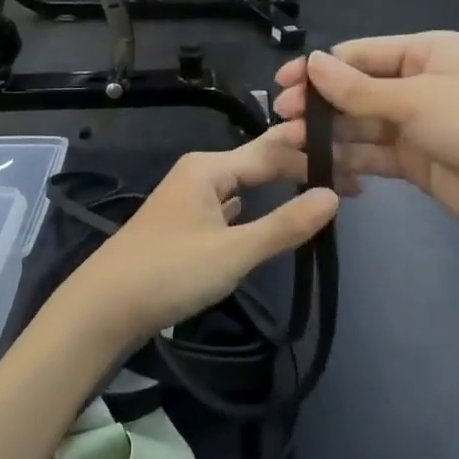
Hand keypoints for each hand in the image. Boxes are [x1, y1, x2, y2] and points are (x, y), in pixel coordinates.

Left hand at [46, 131, 338, 349]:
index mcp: (209, 167)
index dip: (313, 158)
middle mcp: (199, 172)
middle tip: (349, 183)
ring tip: (318, 192)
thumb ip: (284, 225)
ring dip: (279, 188)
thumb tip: (333, 196)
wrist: (104, 307)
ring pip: (244, 184)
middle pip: (259, 163)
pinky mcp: (184, 223)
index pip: (273, 152)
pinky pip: (230, 204)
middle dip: (300, 171)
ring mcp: (189, 197)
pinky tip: (268, 213)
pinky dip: (255, 207)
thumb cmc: (170, 272)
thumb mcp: (234, 252)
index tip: (354, 167)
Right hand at [273, 33, 458, 244]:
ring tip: (292, 145)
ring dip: (329, 134)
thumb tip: (311, 63)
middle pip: (356, 91)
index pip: (360, 55)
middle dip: (321, 104)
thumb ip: (360, 89)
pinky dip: (348, 160)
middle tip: (283, 119)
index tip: (282, 85)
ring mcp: (416, 125)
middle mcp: (418, 84)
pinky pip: (372, 155)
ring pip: (361, 126)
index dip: (320, 69)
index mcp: (426, 53)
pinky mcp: (415, 161)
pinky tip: (320, 167)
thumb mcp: (418, 100)